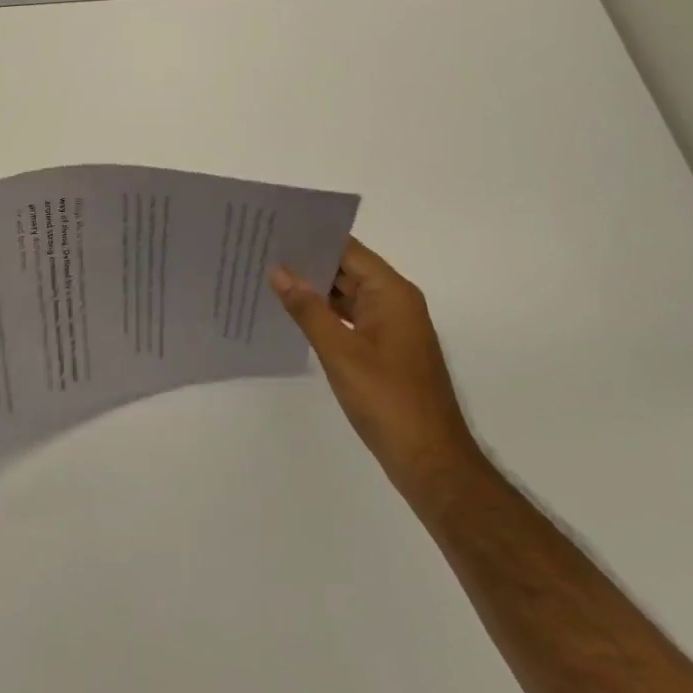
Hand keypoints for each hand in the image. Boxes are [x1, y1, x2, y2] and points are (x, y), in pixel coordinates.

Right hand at [271, 238, 479, 498]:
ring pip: (347, 294)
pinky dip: (325, 313)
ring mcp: (392, 327)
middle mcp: (395, 302)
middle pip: (347, 268)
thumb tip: (278, 270)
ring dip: (314, 288)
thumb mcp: (340, 352)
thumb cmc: (388, 401)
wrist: (431, 463)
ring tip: (269, 276)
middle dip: (307, 261)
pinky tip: (294, 313)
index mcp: (392, 293)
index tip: (273, 229)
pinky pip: (351, 317)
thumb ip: (307, 308)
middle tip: (261, 251)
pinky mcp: (386, 349)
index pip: (347, 249)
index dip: (311, 237)